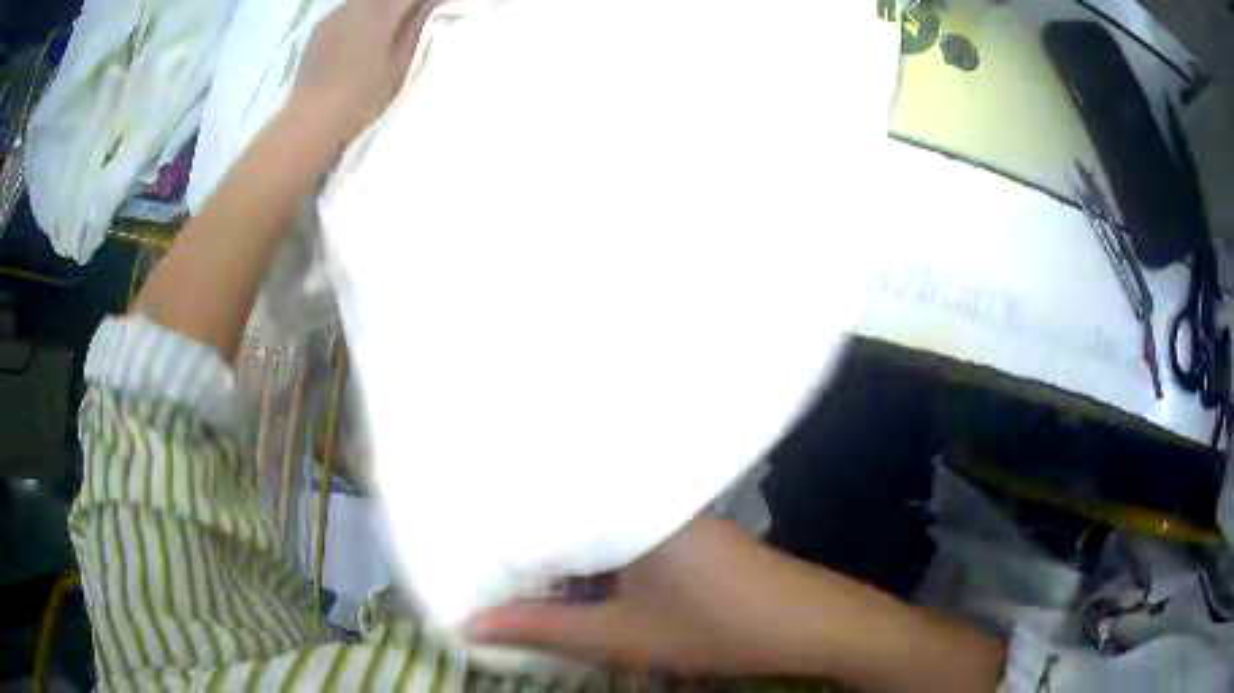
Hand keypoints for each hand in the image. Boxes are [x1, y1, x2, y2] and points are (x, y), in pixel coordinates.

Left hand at [290, 0, 444, 147]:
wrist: (310, 121)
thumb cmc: (361, 98)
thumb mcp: (399, 65)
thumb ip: (415, 28)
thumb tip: (429, 4)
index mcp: (380, 13)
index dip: (426, 0)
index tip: (436, 8)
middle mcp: (356, 6)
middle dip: (404, 3)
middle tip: (416, 15)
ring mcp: (335, 15)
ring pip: (366, 0)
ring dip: (383, 5)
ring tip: (390, 23)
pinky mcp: (320, 27)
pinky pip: (349, 7)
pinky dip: (363, 11)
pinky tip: (363, 31)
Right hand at [469, 516, 1005, 690]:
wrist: (803, 623)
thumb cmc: (715, 627)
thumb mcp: (620, 635)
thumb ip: (544, 628)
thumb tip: (471, 625)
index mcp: (624, 507)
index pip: (540, 496)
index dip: (494, 513)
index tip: (450, 517)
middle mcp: (642, 496)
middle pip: (562, 505)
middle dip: (518, 528)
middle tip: (463, 536)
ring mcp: (664, 511)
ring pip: (589, 520)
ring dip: (554, 543)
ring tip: (500, 552)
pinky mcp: (679, 529)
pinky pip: (616, 531)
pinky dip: (586, 550)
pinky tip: (565, 567)